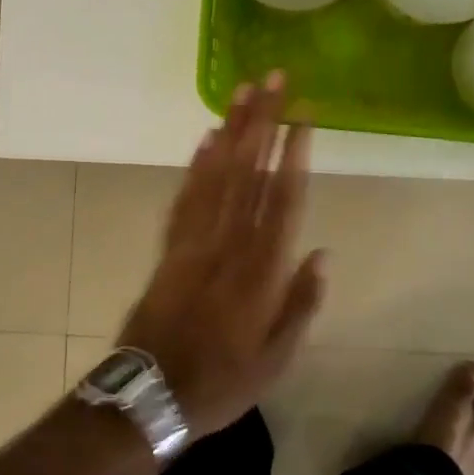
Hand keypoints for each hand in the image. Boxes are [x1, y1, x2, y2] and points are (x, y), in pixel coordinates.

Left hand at [115, 73, 324, 437]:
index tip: (303, 117)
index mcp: (259, 270)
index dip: (293, 155)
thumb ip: (301, 304)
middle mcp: (227, 244)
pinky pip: (185, 196)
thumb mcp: (276, 359)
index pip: (281, 199)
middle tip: (273, 80)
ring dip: (231, 130)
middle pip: (248, 172)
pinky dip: (196, 164)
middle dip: (263, 122)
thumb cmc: (221, 381)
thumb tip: (323, 253)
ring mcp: (194, 241)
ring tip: (243, 92)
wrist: (150, 394)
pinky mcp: (169, 246)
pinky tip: (207, 138)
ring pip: (215, 174)